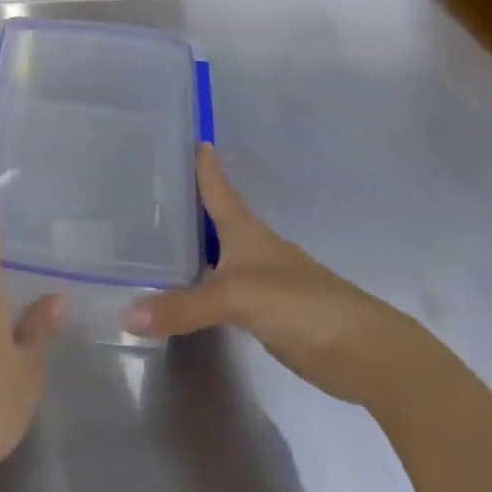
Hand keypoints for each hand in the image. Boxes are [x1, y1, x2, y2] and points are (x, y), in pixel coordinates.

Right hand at [124, 146, 430, 406]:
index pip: (219, 188)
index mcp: (248, 231)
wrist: (367, 354)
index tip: (188, 137)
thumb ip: (181, 306)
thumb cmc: (302, 305)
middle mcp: (253, 249)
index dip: (204, 165)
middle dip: (186, 203)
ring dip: (191, 245)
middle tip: (146, 189)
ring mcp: (261, 282)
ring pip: (217, 254)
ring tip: (152, 237)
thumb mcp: (236, 298)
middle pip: (215, 218)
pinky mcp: (264, 313)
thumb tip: (125, 316)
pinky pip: (220, 289)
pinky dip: (199, 284)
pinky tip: (180, 288)